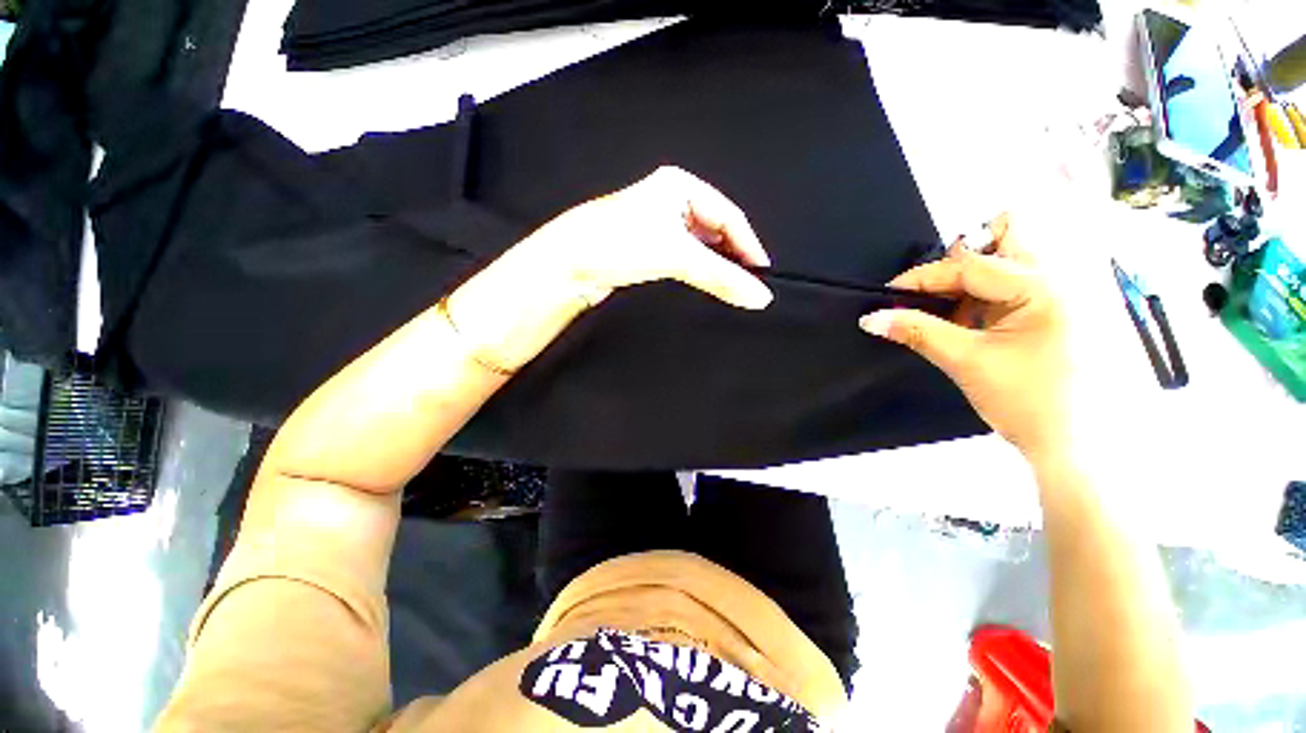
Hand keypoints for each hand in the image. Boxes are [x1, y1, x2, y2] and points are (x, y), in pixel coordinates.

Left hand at [515, 165, 773, 309]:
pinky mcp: (647, 249)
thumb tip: (757, 294)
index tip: (761, 273)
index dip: (748, 245)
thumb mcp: (676, 255)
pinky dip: (696, 273)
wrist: (568, 265)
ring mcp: (658, 226)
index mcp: (679, 186)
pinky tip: (703, 285)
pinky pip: (683, 260)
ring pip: (700, 248)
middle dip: (732, 256)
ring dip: (714, 267)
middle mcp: (669, 202)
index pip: (729, 216)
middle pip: (715, 231)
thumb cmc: (615, 243)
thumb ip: (720, 275)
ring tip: (729, 287)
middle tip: (746, 283)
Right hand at [858, 214, 1071, 462]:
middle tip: (934, 290)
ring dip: (972, 278)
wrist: (1077, 446)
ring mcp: (1064, 292)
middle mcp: (1060, 277)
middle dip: (963, 256)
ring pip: (1010, 259)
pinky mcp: (1059, 309)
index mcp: (1043, 287)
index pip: (969, 265)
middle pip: (1008, 236)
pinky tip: (968, 322)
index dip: (922, 277)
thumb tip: (871, 318)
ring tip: (948, 311)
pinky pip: (1014, 284)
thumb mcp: (965, 362)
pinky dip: (984, 296)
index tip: (889, 293)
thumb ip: (917, 332)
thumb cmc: (1027, 402)